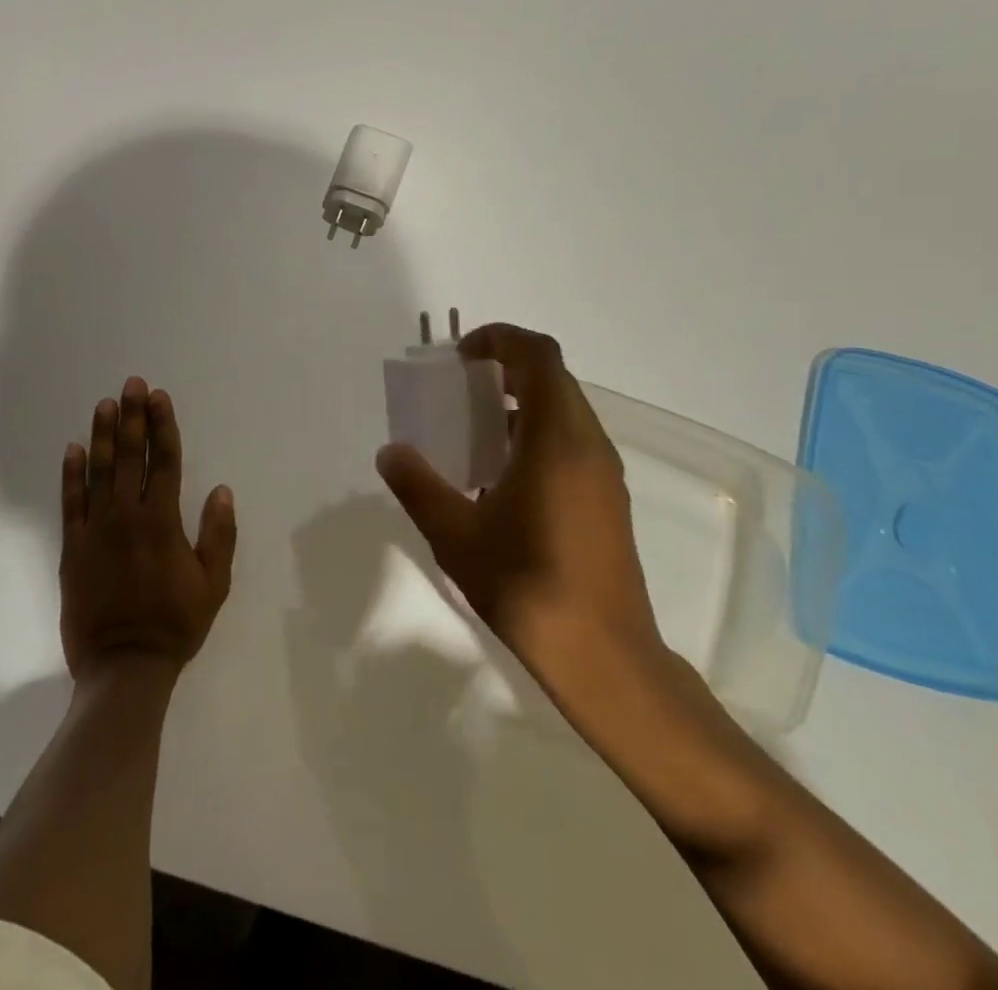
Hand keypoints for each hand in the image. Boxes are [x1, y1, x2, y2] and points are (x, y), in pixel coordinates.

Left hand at [59, 378, 236, 681]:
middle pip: (131, 456)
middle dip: (133, 417)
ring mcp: (96, 530)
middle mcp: (128, 516)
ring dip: (103, 435)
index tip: (159, 397)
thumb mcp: (214, 584)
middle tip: (131, 384)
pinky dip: (71, 474)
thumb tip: (221, 490)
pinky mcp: (72, 548)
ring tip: (104, 405)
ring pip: (99, 471)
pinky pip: (71, 502)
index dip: (162, 426)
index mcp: (163, 521)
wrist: (124, 666)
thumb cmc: (175, 624)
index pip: (164, 460)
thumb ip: (219, 534)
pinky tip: (73, 448)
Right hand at [376, 323, 664, 683]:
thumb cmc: (527, 585)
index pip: (538, 356)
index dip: (499, 338)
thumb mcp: (456, 535)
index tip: (461, 355)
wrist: (605, 658)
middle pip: (553, 378)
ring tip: (474, 432)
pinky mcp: (608, 499)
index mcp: (556, 438)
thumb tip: (390, 452)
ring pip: (564, 410)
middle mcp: (588, 443)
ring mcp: (604, 472)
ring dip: (521, 403)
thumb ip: (418, 485)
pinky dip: (535, 434)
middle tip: (460, 389)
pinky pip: (571, 441)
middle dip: (505, 369)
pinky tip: (502, 477)